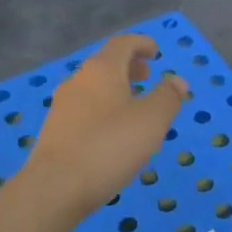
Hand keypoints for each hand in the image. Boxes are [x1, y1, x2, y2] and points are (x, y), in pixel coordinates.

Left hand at [24, 34, 188, 216]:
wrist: (55, 188)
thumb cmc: (109, 146)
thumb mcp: (152, 120)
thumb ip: (168, 97)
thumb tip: (176, 80)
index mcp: (102, 69)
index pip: (122, 43)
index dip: (141, 43)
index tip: (156, 52)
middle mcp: (78, 80)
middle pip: (105, 64)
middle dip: (129, 67)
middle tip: (148, 76)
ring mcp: (62, 106)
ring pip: (93, 87)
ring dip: (115, 90)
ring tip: (134, 107)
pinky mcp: (55, 131)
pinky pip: (84, 109)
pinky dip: (103, 109)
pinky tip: (112, 133)